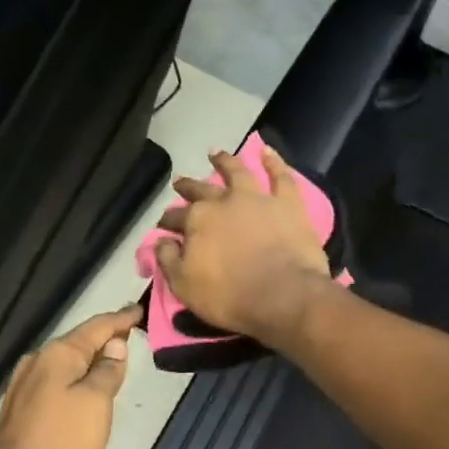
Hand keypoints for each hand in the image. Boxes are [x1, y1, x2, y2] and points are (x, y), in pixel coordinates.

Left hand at [0, 304, 140, 448]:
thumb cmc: (59, 446)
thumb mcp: (96, 404)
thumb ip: (108, 371)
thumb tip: (115, 344)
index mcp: (57, 355)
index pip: (97, 326)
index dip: (120, 319)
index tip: (139, 309)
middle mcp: (37, 363)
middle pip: (78, 342)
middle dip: (104, 338)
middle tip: (130, 333)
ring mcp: (23, 388)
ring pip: (65, 364)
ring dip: (89, 361)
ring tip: (113, 360)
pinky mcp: (19, 412)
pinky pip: (55, 383)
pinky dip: (75, 380)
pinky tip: (84, 390)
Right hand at [154, 144, 334, 346]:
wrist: (284, 296)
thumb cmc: (230, 296)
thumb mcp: (184, 286)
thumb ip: (168, 260)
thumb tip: (161, 241)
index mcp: (197, 221)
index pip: (175, 217)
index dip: (167, 220)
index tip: (164, 224)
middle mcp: (224, 202)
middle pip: (201, 190)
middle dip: (188, 187)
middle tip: (179, 182)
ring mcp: (257, 198)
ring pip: (237, 172)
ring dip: (225, 161)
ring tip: (215, 153)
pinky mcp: (288, 204)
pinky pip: (280, 176)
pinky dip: (273, 162)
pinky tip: (267, 151)